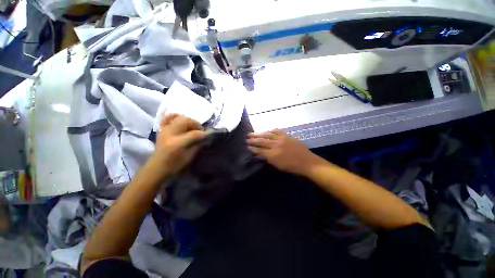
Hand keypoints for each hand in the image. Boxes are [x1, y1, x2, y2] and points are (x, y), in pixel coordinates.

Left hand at [152, 114, 205, 175]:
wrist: (157, 168)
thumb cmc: (175, 166)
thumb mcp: (190, 157)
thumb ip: (199, 145)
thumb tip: (207, 137)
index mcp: (177, 144)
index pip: (194, 134)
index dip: (204, 133)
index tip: (211, 133)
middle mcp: (170, 134)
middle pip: (186, 121)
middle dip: (196, 124)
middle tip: (201, 131)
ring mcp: (164, 130)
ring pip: (179, 118)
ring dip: (189, 121)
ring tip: (192, 127)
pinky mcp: (161, 130)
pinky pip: (168, 118)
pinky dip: (175, 116)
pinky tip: (181, 120)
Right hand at [246, 129, 324, 175]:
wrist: (307, 162)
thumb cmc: (292, 167)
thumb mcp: (278, 166)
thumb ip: (268, 159)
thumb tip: (259, 154)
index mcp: (273, 154)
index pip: (260, 150)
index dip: (253, 148)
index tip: (247, 146)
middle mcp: (276, 145)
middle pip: (262, 141)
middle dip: (253, 140)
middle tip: (247, 138)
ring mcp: (282, 139)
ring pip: (268, 134)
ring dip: (259, 133)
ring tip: (253, 133)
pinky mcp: (287, 136)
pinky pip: (278, 131)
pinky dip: (272, 130)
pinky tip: (268, 130)